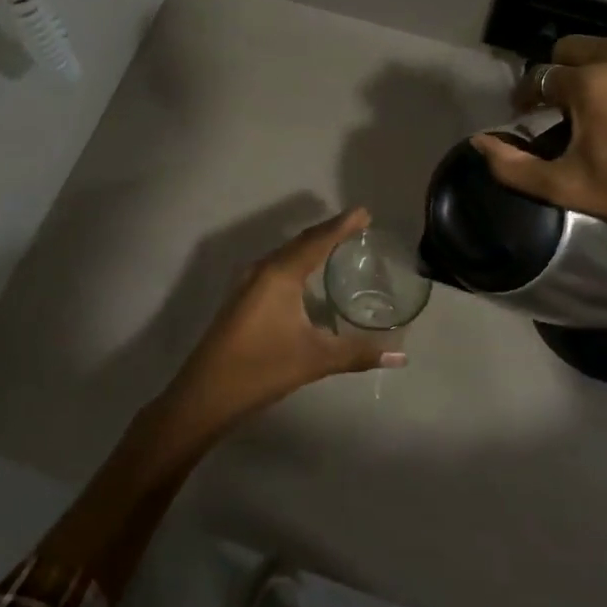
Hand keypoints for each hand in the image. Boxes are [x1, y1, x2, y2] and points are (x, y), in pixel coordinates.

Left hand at [157, 208, 401, 440]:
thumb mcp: (315, 359)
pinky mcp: (242, 299)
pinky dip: (297, 262)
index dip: (342, 225)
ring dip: (311, 246)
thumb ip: (359, 354)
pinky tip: (306, 276)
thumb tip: (401, 356)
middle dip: (328, 231)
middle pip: (300, 242)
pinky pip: (276, 268)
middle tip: (356, 225)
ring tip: (336, 244)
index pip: (317, 241)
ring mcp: (247, 284)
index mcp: (280, 274)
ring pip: (285, 255)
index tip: (364, 212)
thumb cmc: (262, 369)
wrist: (205, 394)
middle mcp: (262, 270)